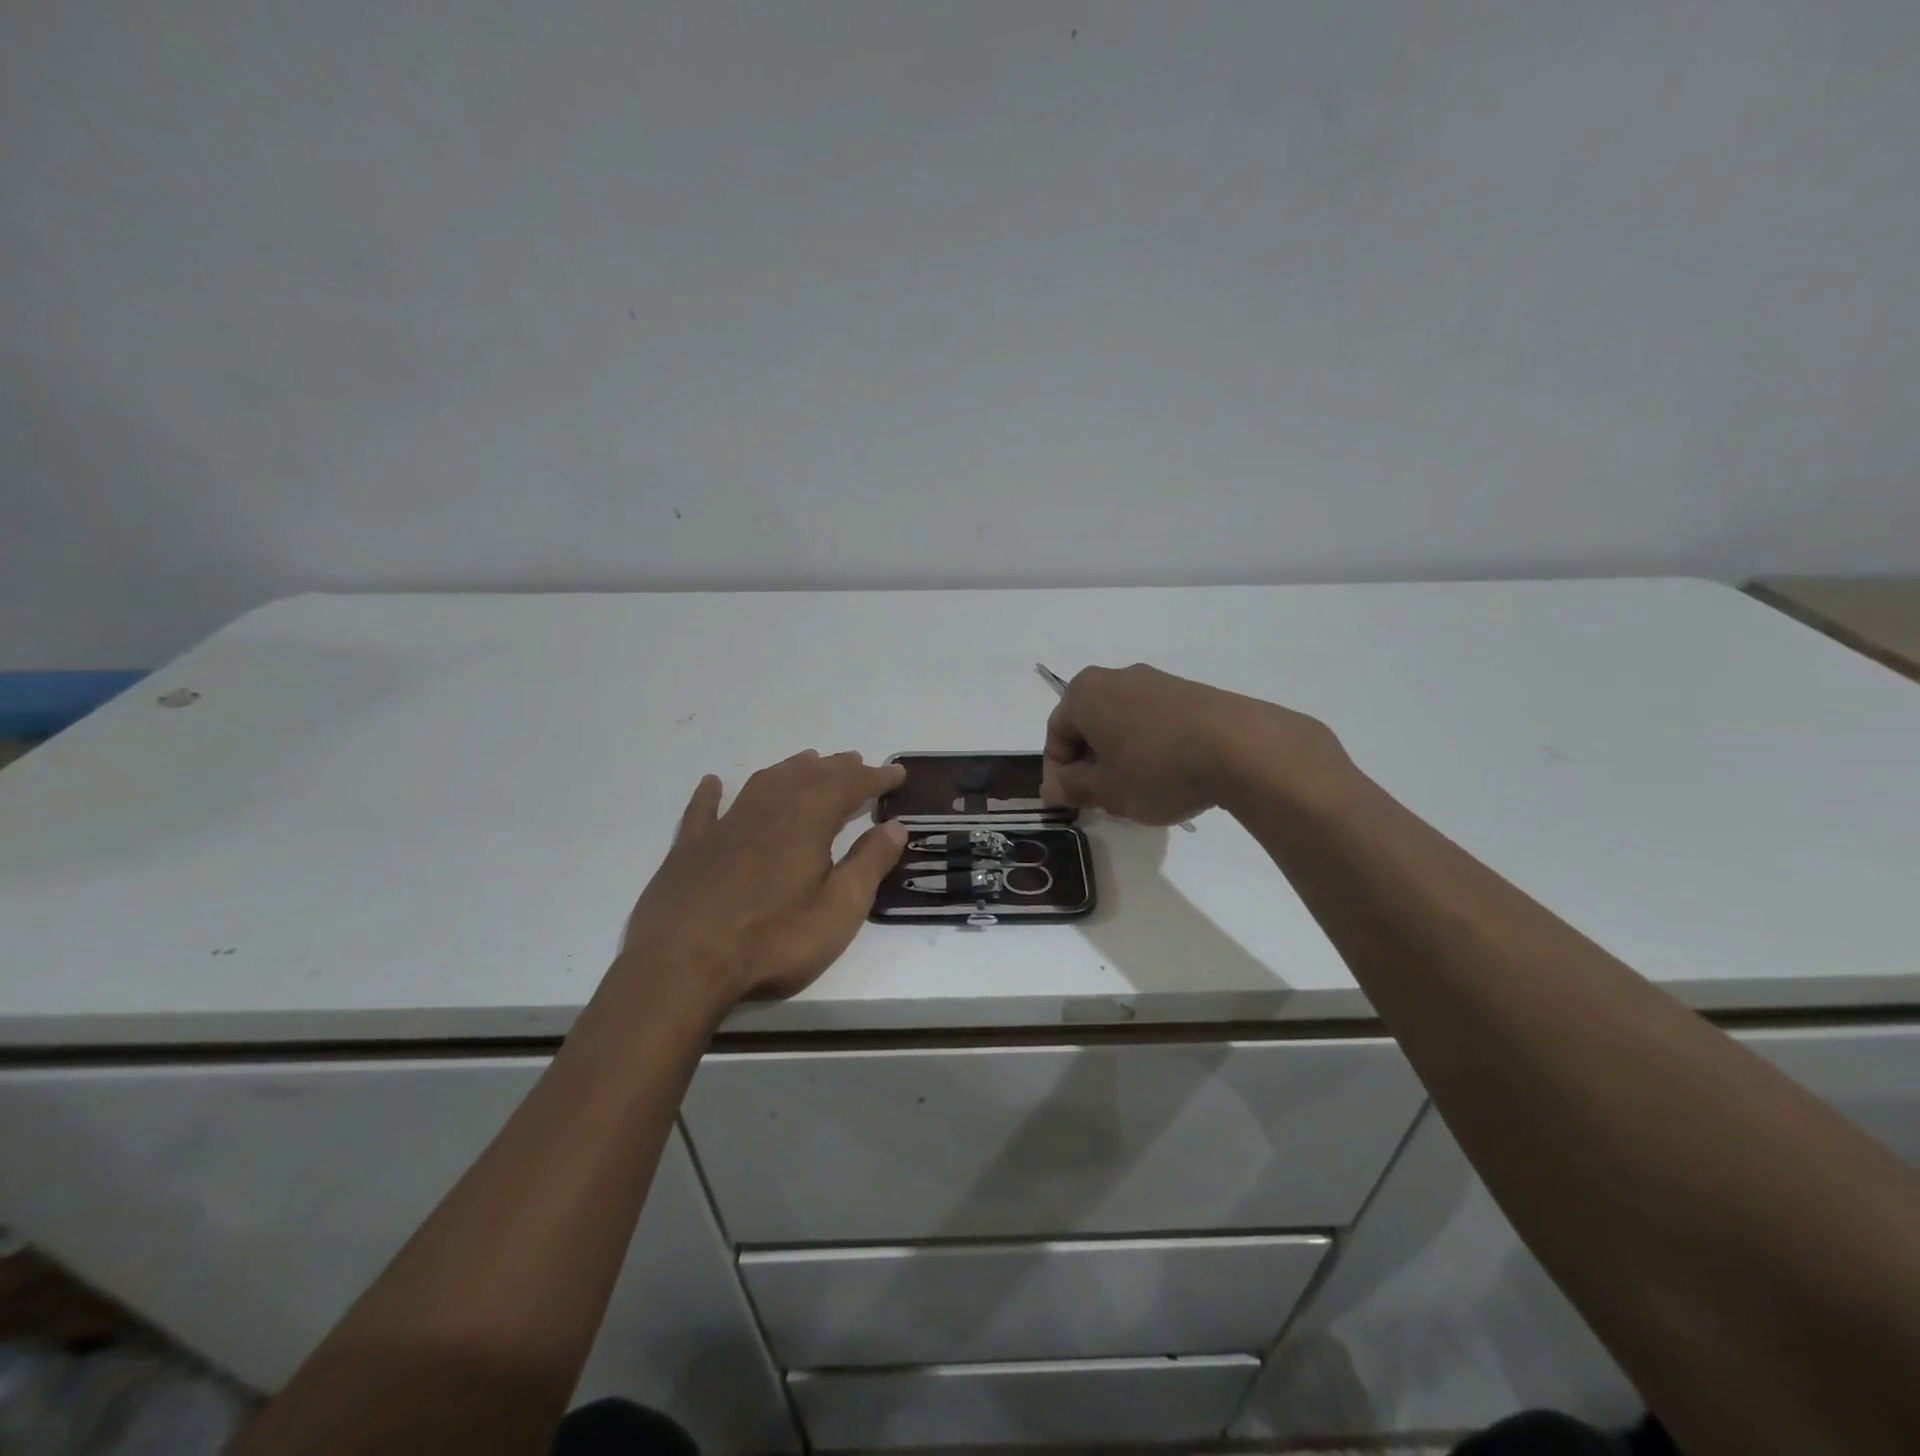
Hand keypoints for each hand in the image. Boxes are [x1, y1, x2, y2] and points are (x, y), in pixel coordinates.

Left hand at [618, 750, 907, 1013]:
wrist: (682, 965)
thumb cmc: (773, 940)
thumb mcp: (839, 910)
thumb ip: (869, 864)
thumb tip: (896, 827)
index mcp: (807, 820)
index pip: (850, 785)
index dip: (876, 777)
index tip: (897, 773)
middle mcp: (768, 810)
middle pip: (808, 776)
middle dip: (837, 768)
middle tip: (857, 762)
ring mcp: (724, 827)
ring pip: (763, 783)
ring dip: (790, 769)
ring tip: (808, 762)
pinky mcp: (689, 849)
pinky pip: (703, 810)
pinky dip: (712, 794)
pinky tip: (713, 783)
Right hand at [1041, 664, 1348, 823]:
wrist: (1242, 747)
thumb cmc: (1157, 769)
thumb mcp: (1106, 790)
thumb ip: (1072, 787)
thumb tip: (1052, 786)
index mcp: (1085, 693)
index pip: (1055, 735)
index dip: (1058, 774)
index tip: (1070, 803)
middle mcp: (1117, 677)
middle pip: (1089, 726)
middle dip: (1090, 765)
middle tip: (1103, 801)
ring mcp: (1157, 681)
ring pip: (1122, 724)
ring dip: (1120, 758)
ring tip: (1139, 793)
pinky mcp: (1189, 692)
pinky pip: (1154, 722)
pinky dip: (1150, 748)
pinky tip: (1169, 776)